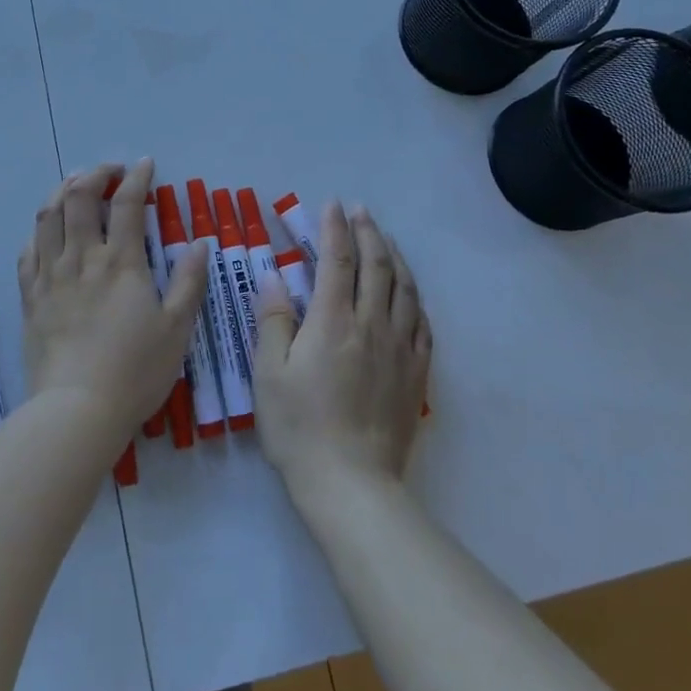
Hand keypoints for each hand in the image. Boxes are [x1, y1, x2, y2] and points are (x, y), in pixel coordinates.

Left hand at [19, 159, 207, 445]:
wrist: (77, 410)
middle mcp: (82, 258)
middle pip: (79, 198)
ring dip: (62, 190)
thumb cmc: (135, 371)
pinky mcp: (30, 297)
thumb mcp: (177, 329)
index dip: (137, 178)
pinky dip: (39, 230)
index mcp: (121, 262)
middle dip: (95, 174)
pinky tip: (47, 230)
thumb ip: (190, 282)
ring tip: (76, 184)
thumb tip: (200, 243)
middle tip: (110, 172)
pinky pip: (28, 251)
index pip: (127, 203)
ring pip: (49, 216)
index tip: (145, 164)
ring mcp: (51, 276)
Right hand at [253, 204, 430, 498]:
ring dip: (395, 257)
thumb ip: (272, 321)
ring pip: (404, 289)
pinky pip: (422, 323)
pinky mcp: (416, 374)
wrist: (352, 485)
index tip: (332, 204)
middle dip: (368, 232)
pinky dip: (415, 297)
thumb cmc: (300, 428)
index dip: (334, 228)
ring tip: (386, 239)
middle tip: (361, 211)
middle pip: (376, 266)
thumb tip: (274, 277)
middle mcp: (371, 325)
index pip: (336, 260)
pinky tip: (409, 293)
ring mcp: (400, 349)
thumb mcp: (268, 374)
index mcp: (332, 322)